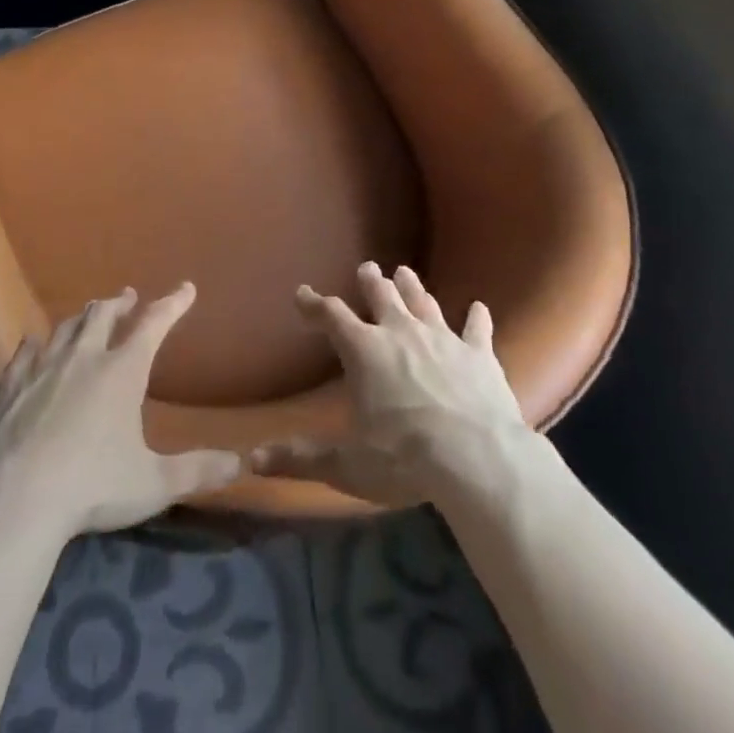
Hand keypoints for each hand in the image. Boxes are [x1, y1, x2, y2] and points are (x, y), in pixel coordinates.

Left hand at [0, 283, 241, 535]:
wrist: (16, 500)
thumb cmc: (93, 487)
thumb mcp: (153, 483)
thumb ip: (196, 471)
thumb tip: (238, 463)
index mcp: (122, 371)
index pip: (154, 324)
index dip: (172, 304)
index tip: (186, 288)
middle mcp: (84, 358)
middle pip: (103, 315)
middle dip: (119, 303)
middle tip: (128, 297)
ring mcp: (43, 368)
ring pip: (65, 328)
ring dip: (82, 317)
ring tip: (88, 315)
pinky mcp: (11, 387)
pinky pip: (25, 353)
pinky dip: (36, 344)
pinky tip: (34, 344)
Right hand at [252, 261, 532, 507]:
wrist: (475, 457)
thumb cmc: (403, 458)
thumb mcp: (346, 464)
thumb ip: (301, 459)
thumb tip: (253, 460)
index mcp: (364, 350)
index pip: (331, 316)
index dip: (314, 304)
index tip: (302, 294)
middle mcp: (400, 332)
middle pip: (381, 296)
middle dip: (371, 282)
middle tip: (367, 268)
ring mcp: (442, 338)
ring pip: (423, 302)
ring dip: (413, 287)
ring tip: (405, 272)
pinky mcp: (478, 354)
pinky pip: (477, 328)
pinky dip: (477, 317)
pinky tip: (480, 307)